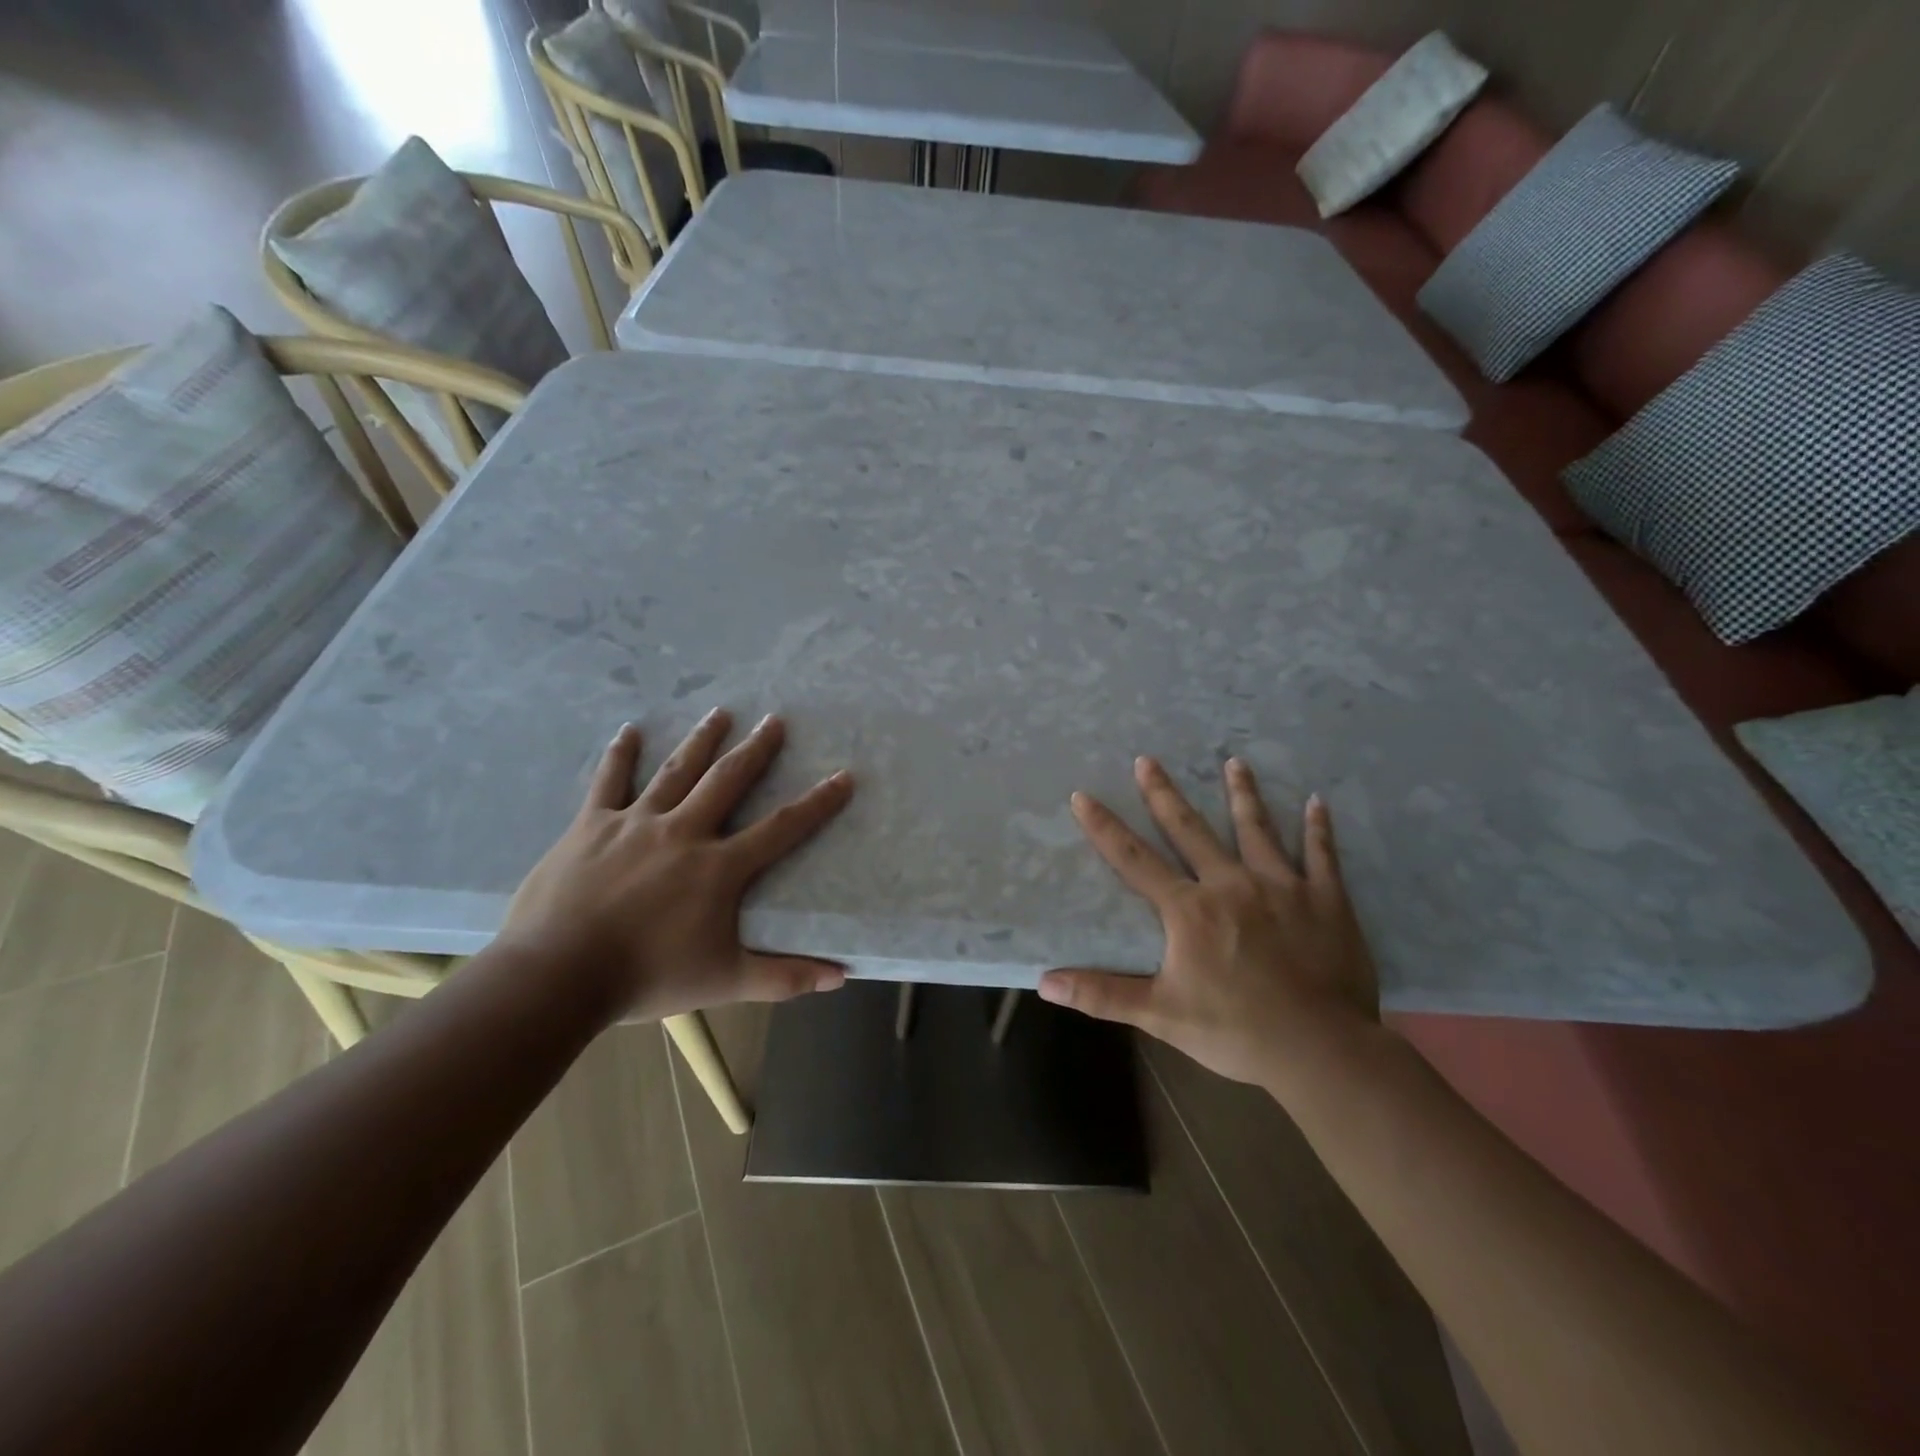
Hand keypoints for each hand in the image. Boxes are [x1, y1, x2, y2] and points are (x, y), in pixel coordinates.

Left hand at [500, 710, 852, 1022]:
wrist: (556, 976)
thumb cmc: (647, 978)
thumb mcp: (725, 982)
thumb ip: (785, 977)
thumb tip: (842, 977)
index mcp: (719, 867)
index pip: (782, 827)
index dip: (818, 802)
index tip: (843, 776)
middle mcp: (684, 831)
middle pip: (728, 780)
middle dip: (756, 749)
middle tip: (775, 720)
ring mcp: (636, 823)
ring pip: (676, 770)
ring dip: (702, 740)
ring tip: (721, 712)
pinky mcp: (592, 825)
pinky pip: (609, 781)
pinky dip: (620, 755)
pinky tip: (630, 731)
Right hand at [1038, 757, 1378, 1089]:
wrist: (1321, 1049)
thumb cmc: (1236, 1031)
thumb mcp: (1160, 1015)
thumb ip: (1102, 994)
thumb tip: (1044, 983)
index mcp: (1189, 909)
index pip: (1134, 859)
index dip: (1105, 827)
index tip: (1083, 795)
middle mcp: (1231, 884)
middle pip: (1191, 830)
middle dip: (1165, 794)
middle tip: (1148, 759)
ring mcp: (1283, 887)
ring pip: (1257, 830)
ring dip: (1243, 795)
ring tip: (1235, 762)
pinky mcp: (1326, 900)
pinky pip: (1322, 855)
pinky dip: (1318, 828)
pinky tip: (1316, 801)